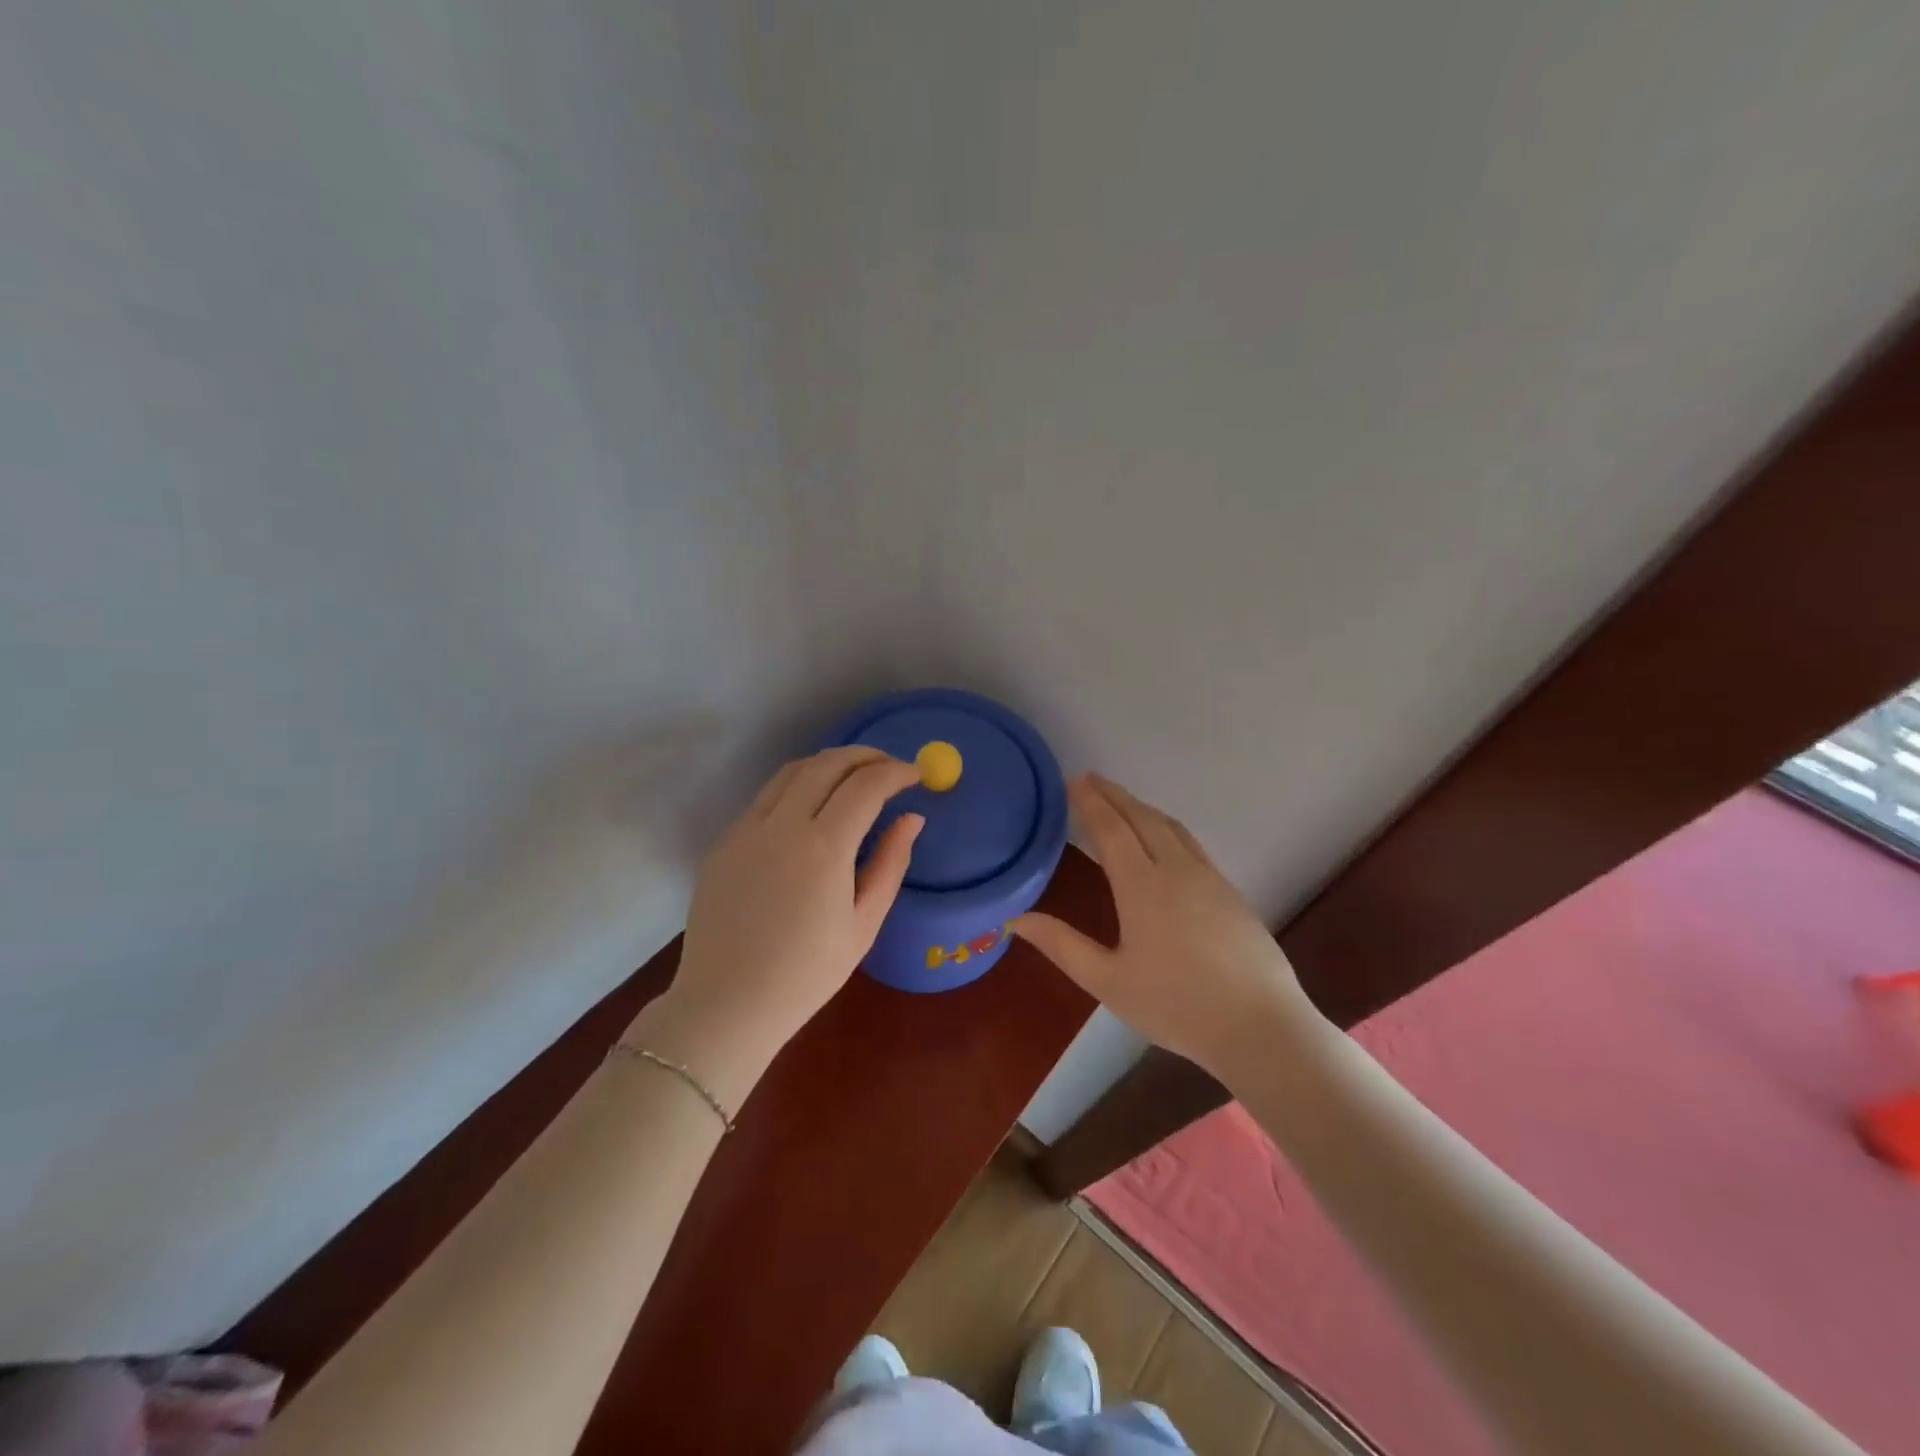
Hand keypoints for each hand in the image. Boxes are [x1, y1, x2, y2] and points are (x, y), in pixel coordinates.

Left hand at [640, 747, 923, 1086]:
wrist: (727, 1004)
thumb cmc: (807, 974)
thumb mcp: (864, 923)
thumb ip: (891, 863)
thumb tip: (912, 818)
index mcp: (823, 848)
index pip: (866, 785)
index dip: (896, 772)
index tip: (916, 776)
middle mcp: (781, 825)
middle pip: (827, 763)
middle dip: (865, 756)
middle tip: (889, 766)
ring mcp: (745, 829)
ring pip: (791, 771)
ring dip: (829, 764)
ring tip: (853, 777)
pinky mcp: (724, 841)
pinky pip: (765, 797)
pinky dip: (797, 787)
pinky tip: (811, 808)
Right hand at [1012, 775, 1313, 1075]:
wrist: (1260, 1026)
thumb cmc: (1176, 1005)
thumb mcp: (1108, 981)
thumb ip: (1062, 945)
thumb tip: (1015, 920)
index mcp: (1142, 885)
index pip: (1111, 829)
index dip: (1090, 803)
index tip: (1073, 781)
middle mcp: (1176, 869)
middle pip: (1142, 818)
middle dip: (1115, 795)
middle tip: (1091, 779)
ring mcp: (1209, 878)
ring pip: (1171, 827)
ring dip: (1142, 807)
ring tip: (1122, 801)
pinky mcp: (1230, 891)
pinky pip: (1191, 843)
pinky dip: (1167, 827)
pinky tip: (1165, 839)